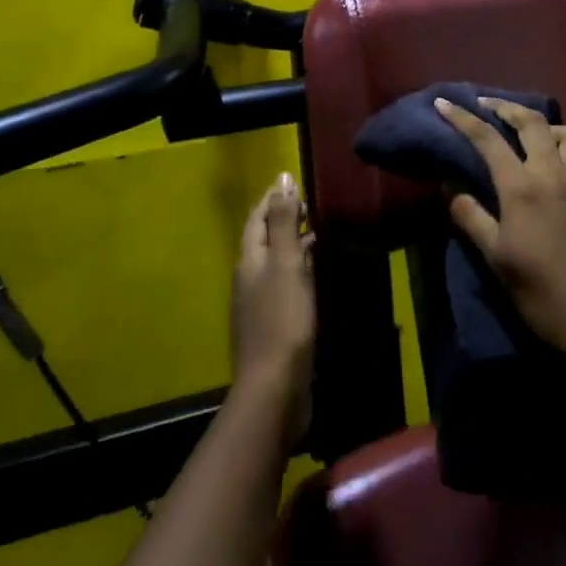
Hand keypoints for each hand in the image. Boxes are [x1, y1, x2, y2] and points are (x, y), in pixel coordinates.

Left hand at [231, 174, 315, 438]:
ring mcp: (259, 304)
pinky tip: (314, 273)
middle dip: (282, 218)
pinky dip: (298, 268)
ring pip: (275, 262)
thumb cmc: (283, 320)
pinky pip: (284, 284)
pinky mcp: (273, 324)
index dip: (272, 198)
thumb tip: (282, 179)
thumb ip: (285, 222)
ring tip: (316, 230)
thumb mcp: (287, 264)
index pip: (257, 219)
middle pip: (263, 239)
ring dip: (292, 243)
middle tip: (307, 202)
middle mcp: (249, 278)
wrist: (275, 387)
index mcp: (250, 261)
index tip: (291, 180)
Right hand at [436, 97, 565, 370]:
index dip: (463, 118)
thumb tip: (450, 187)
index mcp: (523, 188)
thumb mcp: (495, 258)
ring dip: (545, 125)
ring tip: (528, 134)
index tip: (443, 102)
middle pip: (532, 122)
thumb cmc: (540, 293)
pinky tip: (559, 167)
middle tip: (485, 105)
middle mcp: (555, 174)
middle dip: (505, 107)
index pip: (489, 140)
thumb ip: (471, 217)